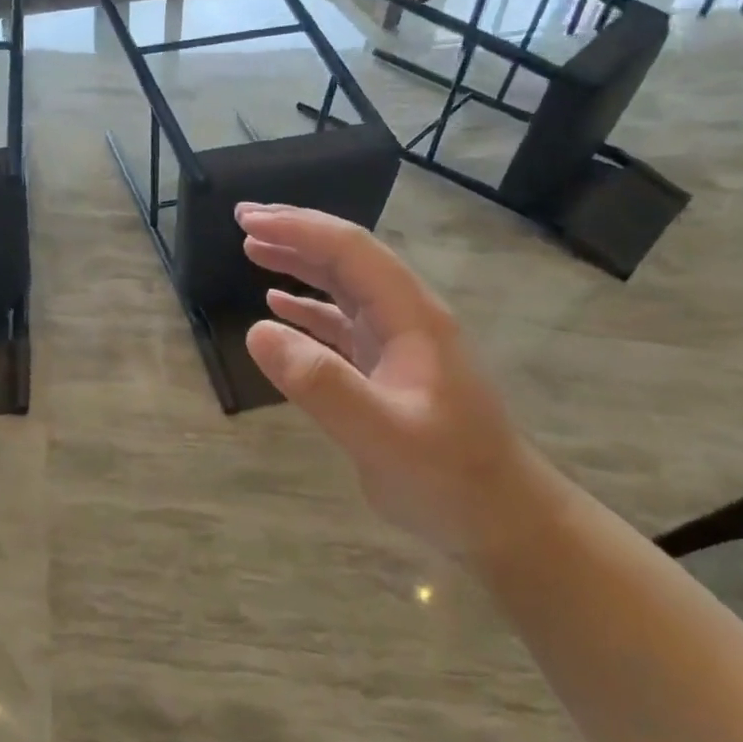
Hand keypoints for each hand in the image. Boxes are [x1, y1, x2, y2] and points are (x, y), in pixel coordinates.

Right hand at [236, 202, 558, 559]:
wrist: (500, 521)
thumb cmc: (448, 476)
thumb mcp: (382, 434)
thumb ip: (321, 383)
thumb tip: (257, 331)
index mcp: (412, 316)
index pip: (351, 251)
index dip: (299, 229)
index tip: (248, 220)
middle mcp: (406, 318)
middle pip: (347, 258)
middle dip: (296, 233)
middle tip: (243, 220)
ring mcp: (398, 343)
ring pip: (343, 286)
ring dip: (299, 263)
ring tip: (253, 249)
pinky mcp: (387, 369)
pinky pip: (340, 324)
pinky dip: (307, 308)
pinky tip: (278, 307)